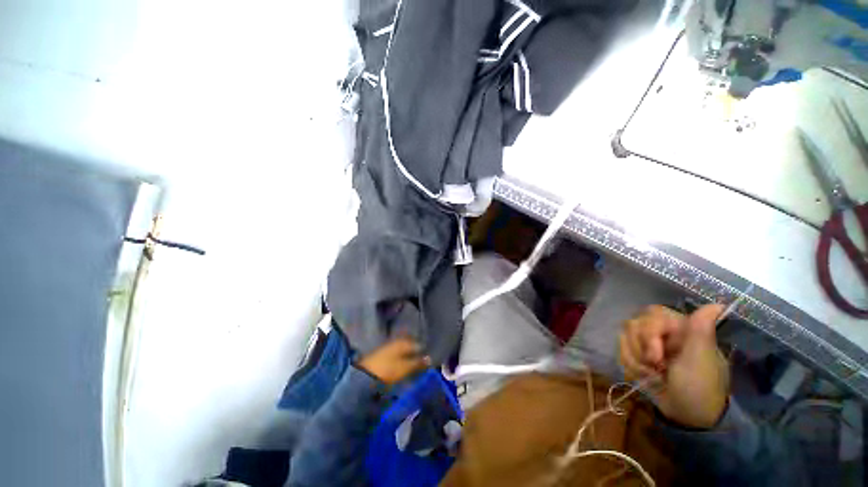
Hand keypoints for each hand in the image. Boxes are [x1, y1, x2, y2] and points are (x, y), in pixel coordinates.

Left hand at [358, 337, 429, 384]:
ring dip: (410, 356)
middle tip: (425, 363)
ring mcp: (389, 347)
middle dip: (418, 353)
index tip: (431, 359)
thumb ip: (418, 362)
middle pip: (411, 346)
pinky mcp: (384, 354)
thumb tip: (430, 358)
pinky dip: (403, 359)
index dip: (425, 351)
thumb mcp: (405, 367)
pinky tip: (405, 366)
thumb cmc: (388, 370)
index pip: (419, 344)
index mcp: (404, 341)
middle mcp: (397, 341)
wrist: (364, 376)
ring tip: (416, 367)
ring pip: (404, 350)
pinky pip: (398, 354)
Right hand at [618, 304, 729, 428]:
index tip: (658, 359)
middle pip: (632, 325)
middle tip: (657, 369)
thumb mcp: (701, 360)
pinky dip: (630, 366)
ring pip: (623, 338)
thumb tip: (717, 304)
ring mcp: (648, 343)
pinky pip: (621, 350)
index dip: (647, 335)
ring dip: (635, 360)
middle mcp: (662, 331)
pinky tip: (645, 377)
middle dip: (640, 350)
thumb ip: (701, 330)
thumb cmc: (699, 387)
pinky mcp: (638, 354)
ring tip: (653, 376)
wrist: (688, 417)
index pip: (649, 315)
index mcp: (679, 327)